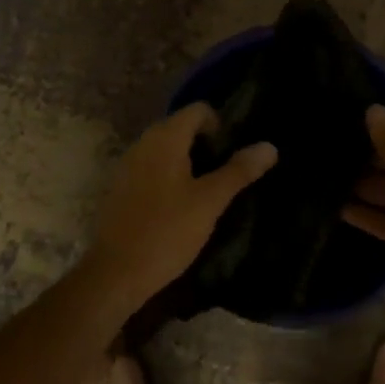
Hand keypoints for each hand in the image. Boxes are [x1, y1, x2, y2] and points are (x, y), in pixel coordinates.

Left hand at [86, 103, 276, 310]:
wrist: (114, 273)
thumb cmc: (167, 231)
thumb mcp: (210, 202)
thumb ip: (238, 171)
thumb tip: (269, 146)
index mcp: (165, 137)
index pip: (198, 110)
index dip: (219, 125)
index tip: (231, 154)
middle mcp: (143, 142)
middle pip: (180, 127)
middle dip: (205, 145)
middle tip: (223, 175)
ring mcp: (127, 164)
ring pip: (165, 149)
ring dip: (187, 162)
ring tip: (205, 192)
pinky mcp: (119, 187)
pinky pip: (150, 168)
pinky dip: (167, 176)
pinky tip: (177, 207)